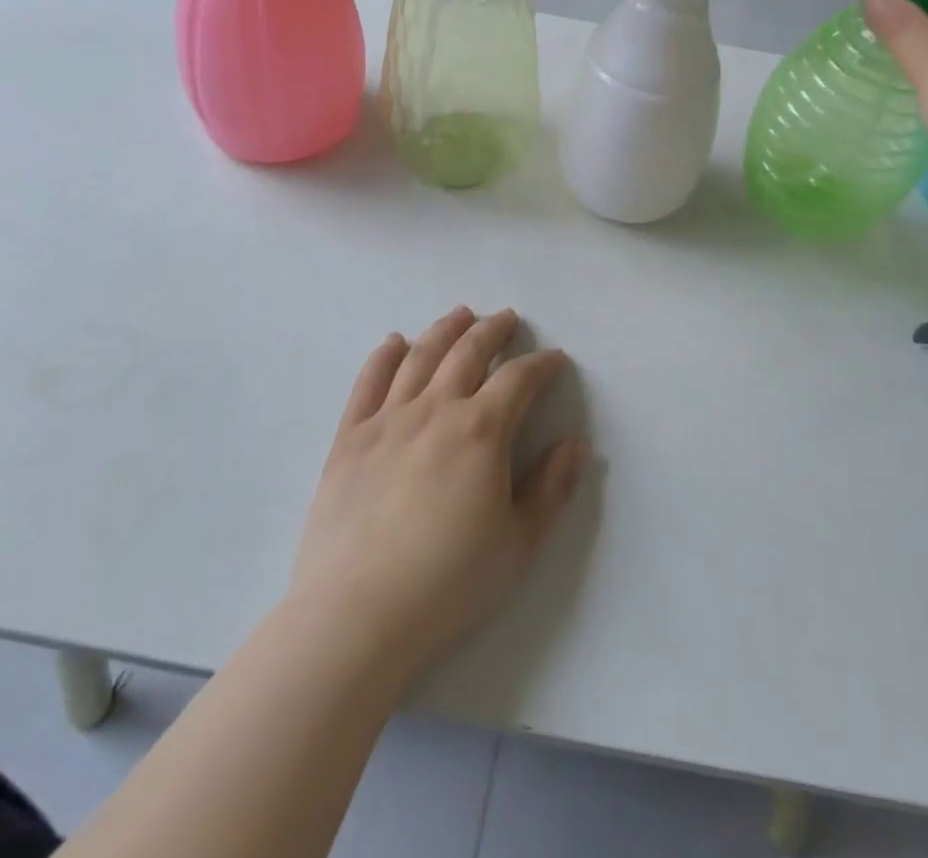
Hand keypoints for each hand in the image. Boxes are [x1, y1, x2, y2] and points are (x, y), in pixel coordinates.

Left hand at [286, 307, 587, 688]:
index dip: (541, 365)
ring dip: (445, 329)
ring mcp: (388, 418)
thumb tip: (577, 444)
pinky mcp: (349, 437)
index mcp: (481, 430)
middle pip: (468, 352)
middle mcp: (436, 409)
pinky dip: (384, 356)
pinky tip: (395, 342)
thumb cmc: (448, 582)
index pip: (519, 379)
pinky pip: (369, 382)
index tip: (555, 359)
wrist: (356, 614)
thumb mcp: (519, 543)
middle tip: (507, 318)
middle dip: (493, 330)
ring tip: (460, 314)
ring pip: (421, 356)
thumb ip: (552, 488)